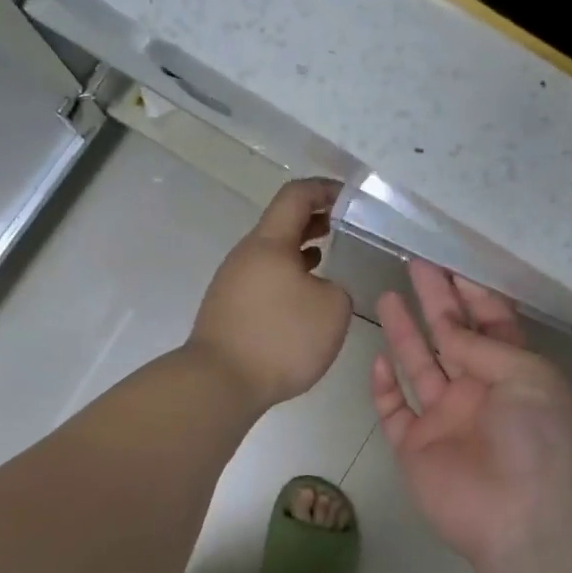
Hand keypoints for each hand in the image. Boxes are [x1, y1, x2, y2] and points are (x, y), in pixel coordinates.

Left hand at [189, 178, 352, 411]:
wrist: (219, 383)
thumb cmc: (280, 337)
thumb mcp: (333, 309)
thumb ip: (337, 288)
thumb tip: (321, 288)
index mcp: (270, 242)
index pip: (296, 196)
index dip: (325, 189)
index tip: (351, 197)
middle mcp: (247, 254)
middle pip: (282, 222)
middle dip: (315, 218)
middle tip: (346, 225)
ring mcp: (233, 280)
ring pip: (272, 252)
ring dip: (301, 248)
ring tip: (329, 256)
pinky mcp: (229, 307)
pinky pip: (264, 277)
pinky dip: (288, 274)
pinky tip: (304, 295)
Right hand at [372, 260, 571, 572]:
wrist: (526, 519)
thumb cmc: (539, 438)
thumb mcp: (527, 375)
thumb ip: (481, 344)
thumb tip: (446, 325)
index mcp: (513, 372)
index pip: (490, 323)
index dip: (471, 293)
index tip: (451, 264)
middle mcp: (478, 391)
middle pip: (451, 336)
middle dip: (435, 300)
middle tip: (416, 264)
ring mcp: (444, 420)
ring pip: (419, 366)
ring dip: (405, 333)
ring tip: (387, 295)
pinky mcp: (415, 447)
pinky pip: (394, 411)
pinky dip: (383, 387)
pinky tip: (378, 359)